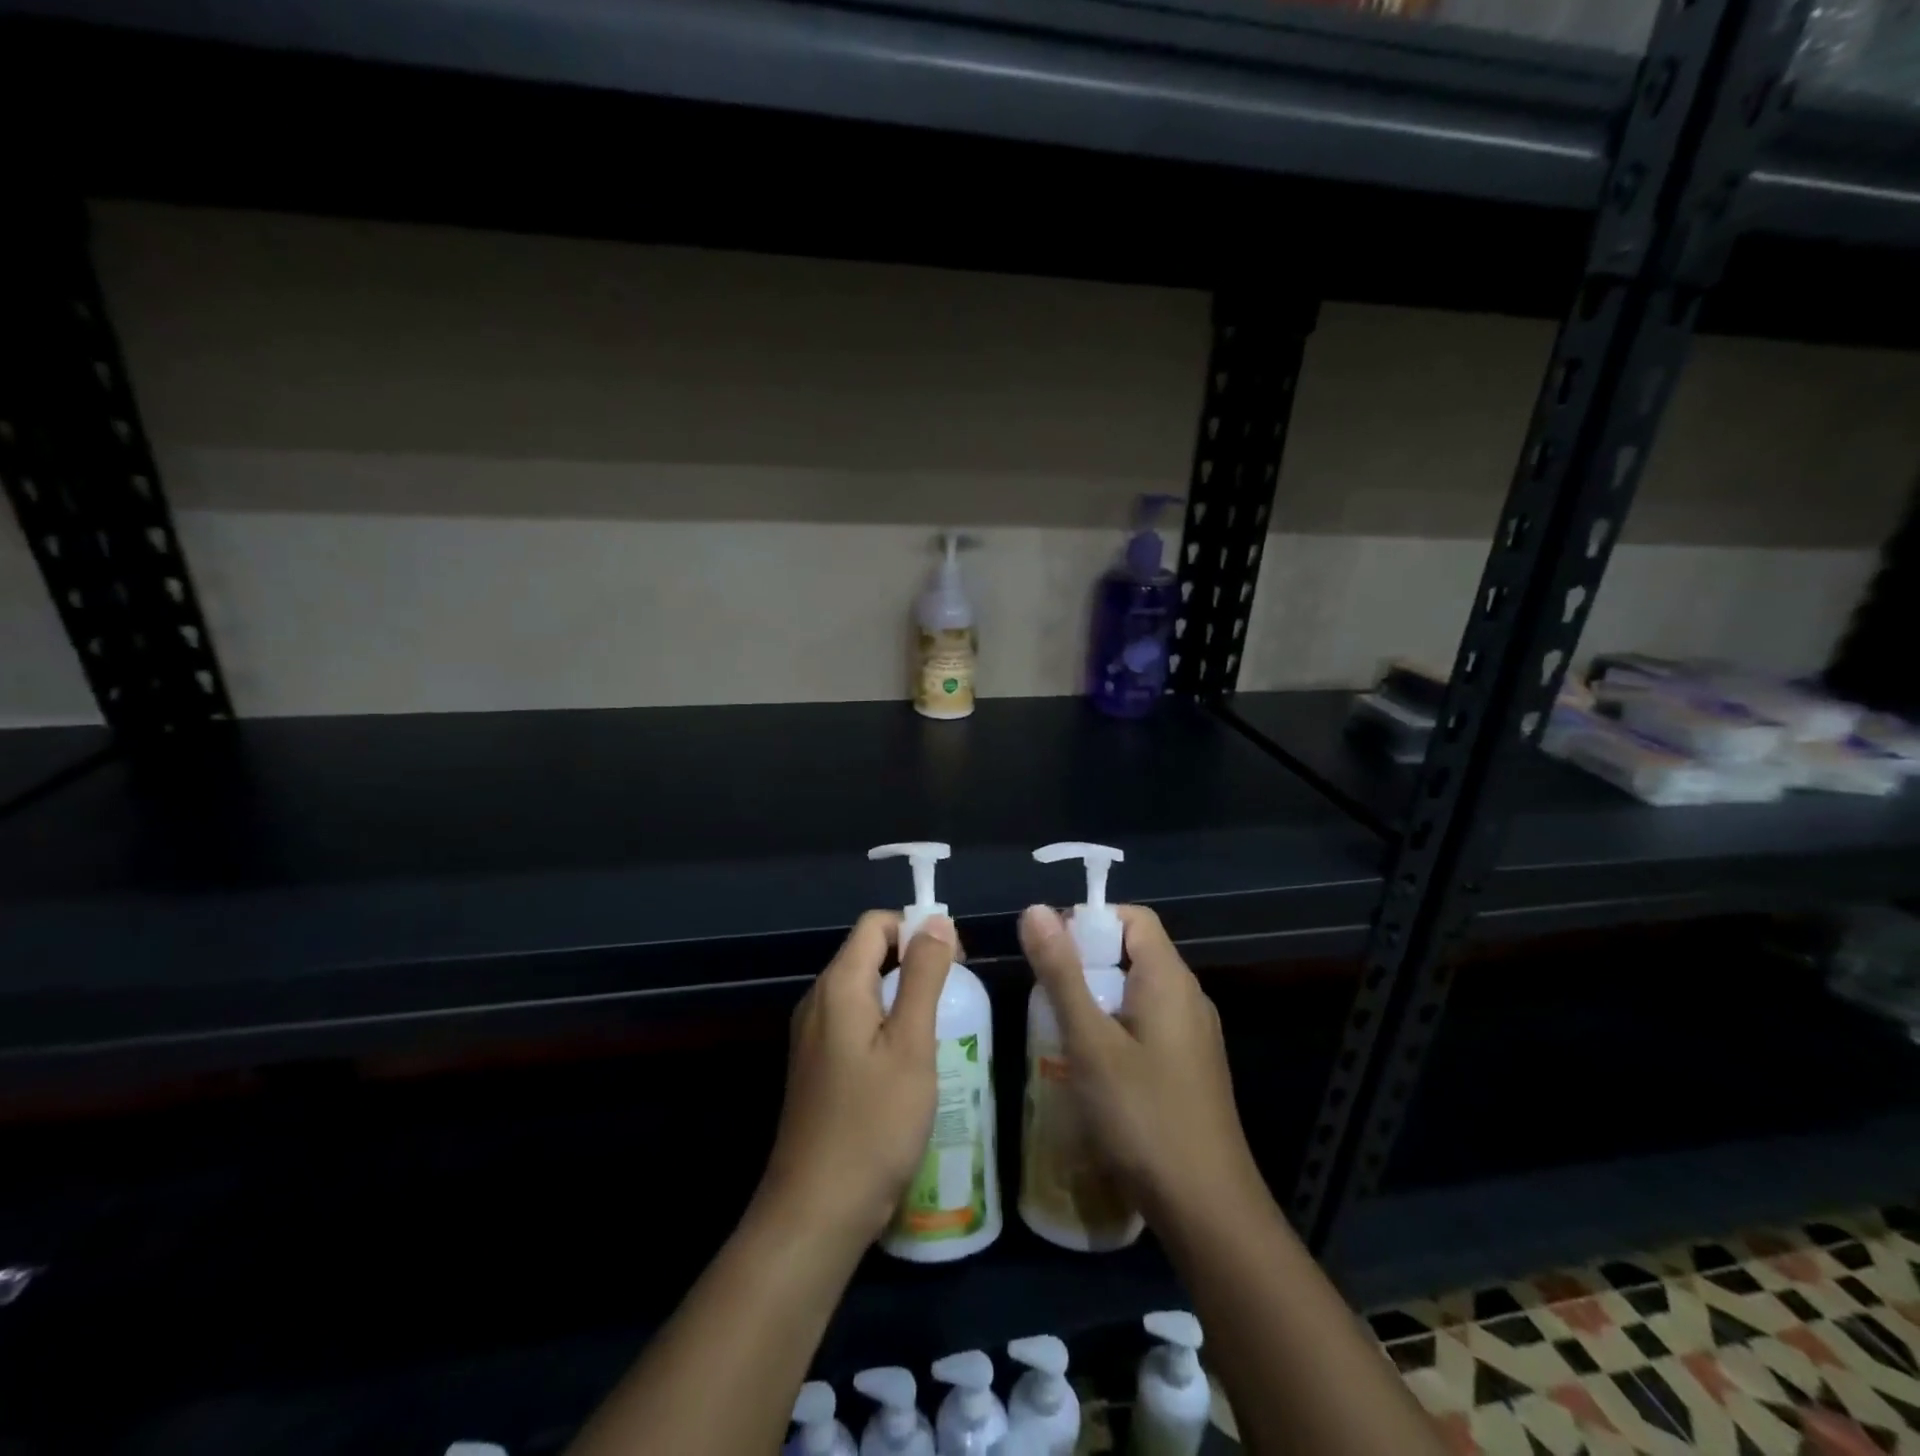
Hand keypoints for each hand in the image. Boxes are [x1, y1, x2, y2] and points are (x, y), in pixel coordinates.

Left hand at [758, 911, 956, 1246]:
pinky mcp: (816, 1066)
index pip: (876, 924)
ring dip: (903, 995)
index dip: (917, 930)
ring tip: (940, 1031)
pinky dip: (886, 1024)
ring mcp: (812, 1036)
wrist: (816, 1213)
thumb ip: (924, 976)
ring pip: (864, 989)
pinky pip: (854, 1022)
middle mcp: (818, 1000)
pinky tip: (909, 1064)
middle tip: (954, 999)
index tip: (954, 962)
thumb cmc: (873, 1124)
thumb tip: (936, 920)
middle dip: (914, 961)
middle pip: (868, 953)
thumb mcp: (911, 1045)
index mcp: (838, 986)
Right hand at [1018, 903, 1261, 1225]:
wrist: (1208, 1211)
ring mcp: (1193, 1037)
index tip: (1050, 949)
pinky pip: (1146, 1027)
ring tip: (1057, 1031)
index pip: (1134, 918)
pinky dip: (1113, 1030)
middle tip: (1045, 996)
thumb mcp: (1090, 1041)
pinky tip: (1088, 1069)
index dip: (1091, 920)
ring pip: (1136, 994)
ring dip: (1095, 1000)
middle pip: (1133, 953)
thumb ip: (1061, 973)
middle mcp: (1188, 998)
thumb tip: (1035, 909)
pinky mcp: (1189, 1069)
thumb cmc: (1143, 1116)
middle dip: (1085, 963)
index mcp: (1169, 980)